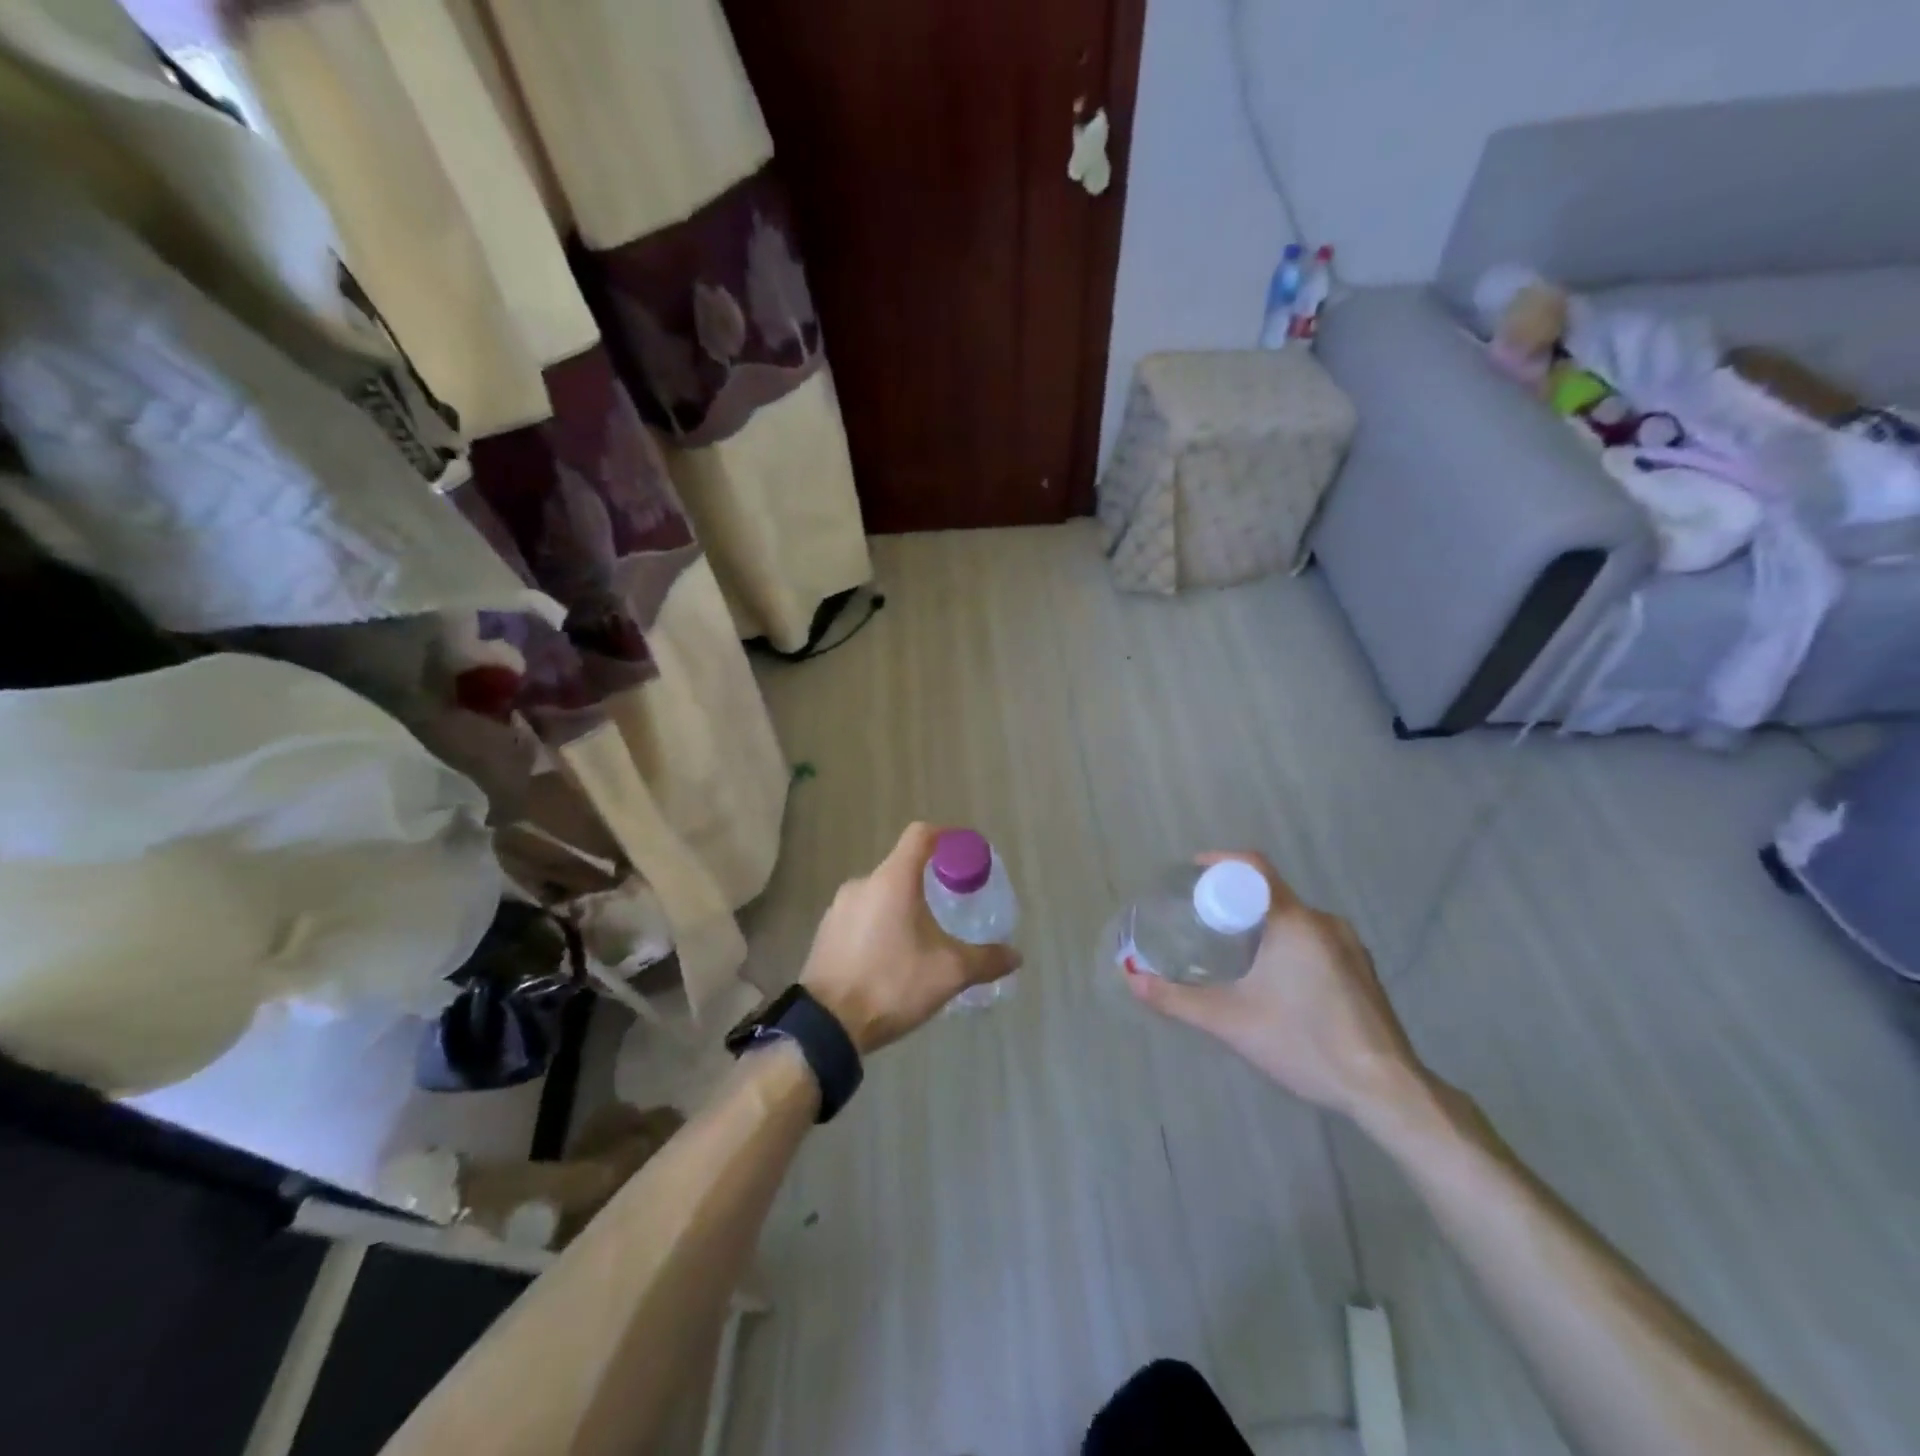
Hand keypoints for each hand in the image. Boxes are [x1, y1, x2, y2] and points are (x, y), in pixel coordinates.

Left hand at [799, 823, 1020, 1055]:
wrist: (826, 1025)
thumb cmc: (892, 984)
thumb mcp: (948, 973)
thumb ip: (985, 960)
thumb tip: (1015, 955)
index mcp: (892, 880)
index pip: (921, 835)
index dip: (946, 838)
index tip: (963, 854)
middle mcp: (862, 883)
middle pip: (901, 867)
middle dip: (928, 882)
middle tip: (950, 906)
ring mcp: (838, 908)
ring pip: (880, 894)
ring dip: (902, 906)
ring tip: (922, 938)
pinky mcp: (825, 932)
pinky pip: (861, 916)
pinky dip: (881, 925)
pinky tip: (891, 958)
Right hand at [1125, 852, 1426, 1120]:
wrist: (1386, 1089)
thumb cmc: (1304, 1044)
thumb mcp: (1230, 1022)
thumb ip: (1177, 999)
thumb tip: (1131, 978)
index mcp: (1294, 921)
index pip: (1253, 868)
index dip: (1220, 863)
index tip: (1192, 875)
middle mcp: (1324, 921)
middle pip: (1271, 892)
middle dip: (1234, 900)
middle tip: (1201, 920)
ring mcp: (1349, 945)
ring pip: (1294, 917)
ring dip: (1261, 923)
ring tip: (1231, 949)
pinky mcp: (1361, 969)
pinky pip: (1314, 937)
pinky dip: (1286, 942)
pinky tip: (1274, 978)